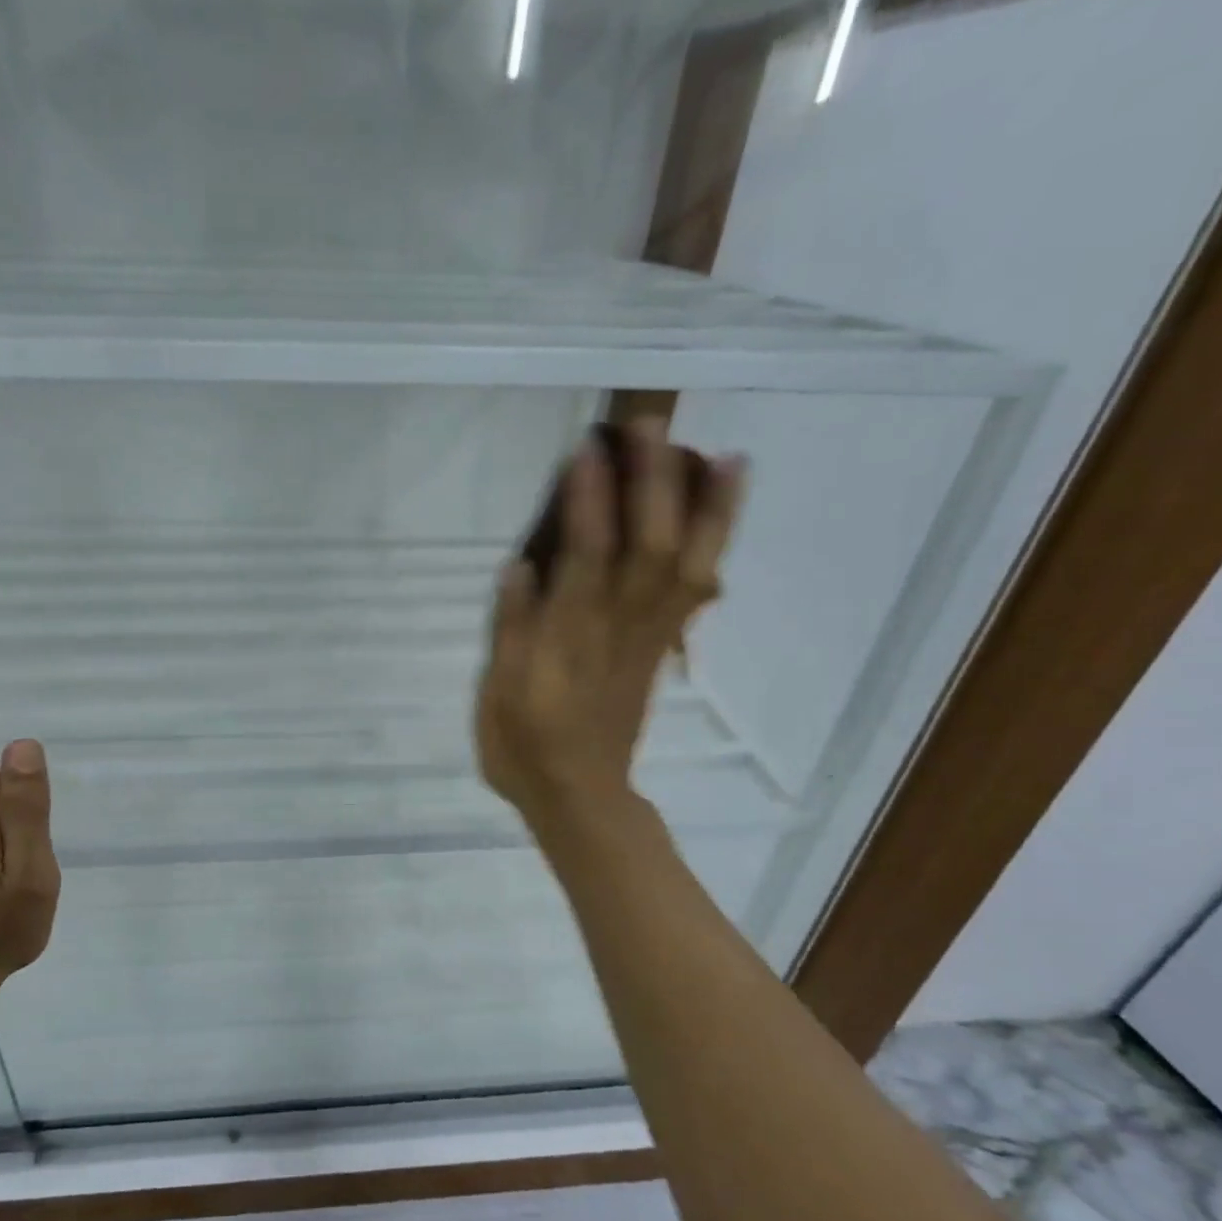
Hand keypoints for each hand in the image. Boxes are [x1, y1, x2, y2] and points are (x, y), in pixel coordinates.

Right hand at [475, 419, 744, 822]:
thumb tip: (522, 564)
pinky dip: (716, 545)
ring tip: (720, 452)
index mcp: (569, 639)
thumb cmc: (524, 746)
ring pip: (688, 565)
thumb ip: (511, 629)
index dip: (590, 502)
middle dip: (653, 483)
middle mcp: (617, 628)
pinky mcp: (660, 647)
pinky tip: (722, 510)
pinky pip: (697, 590)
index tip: (588, 449)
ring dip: (706, 508)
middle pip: (650, 547)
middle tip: (648, 426)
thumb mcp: (499, 694)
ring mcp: (647, 637)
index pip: (586, 557)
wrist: (578, 795)